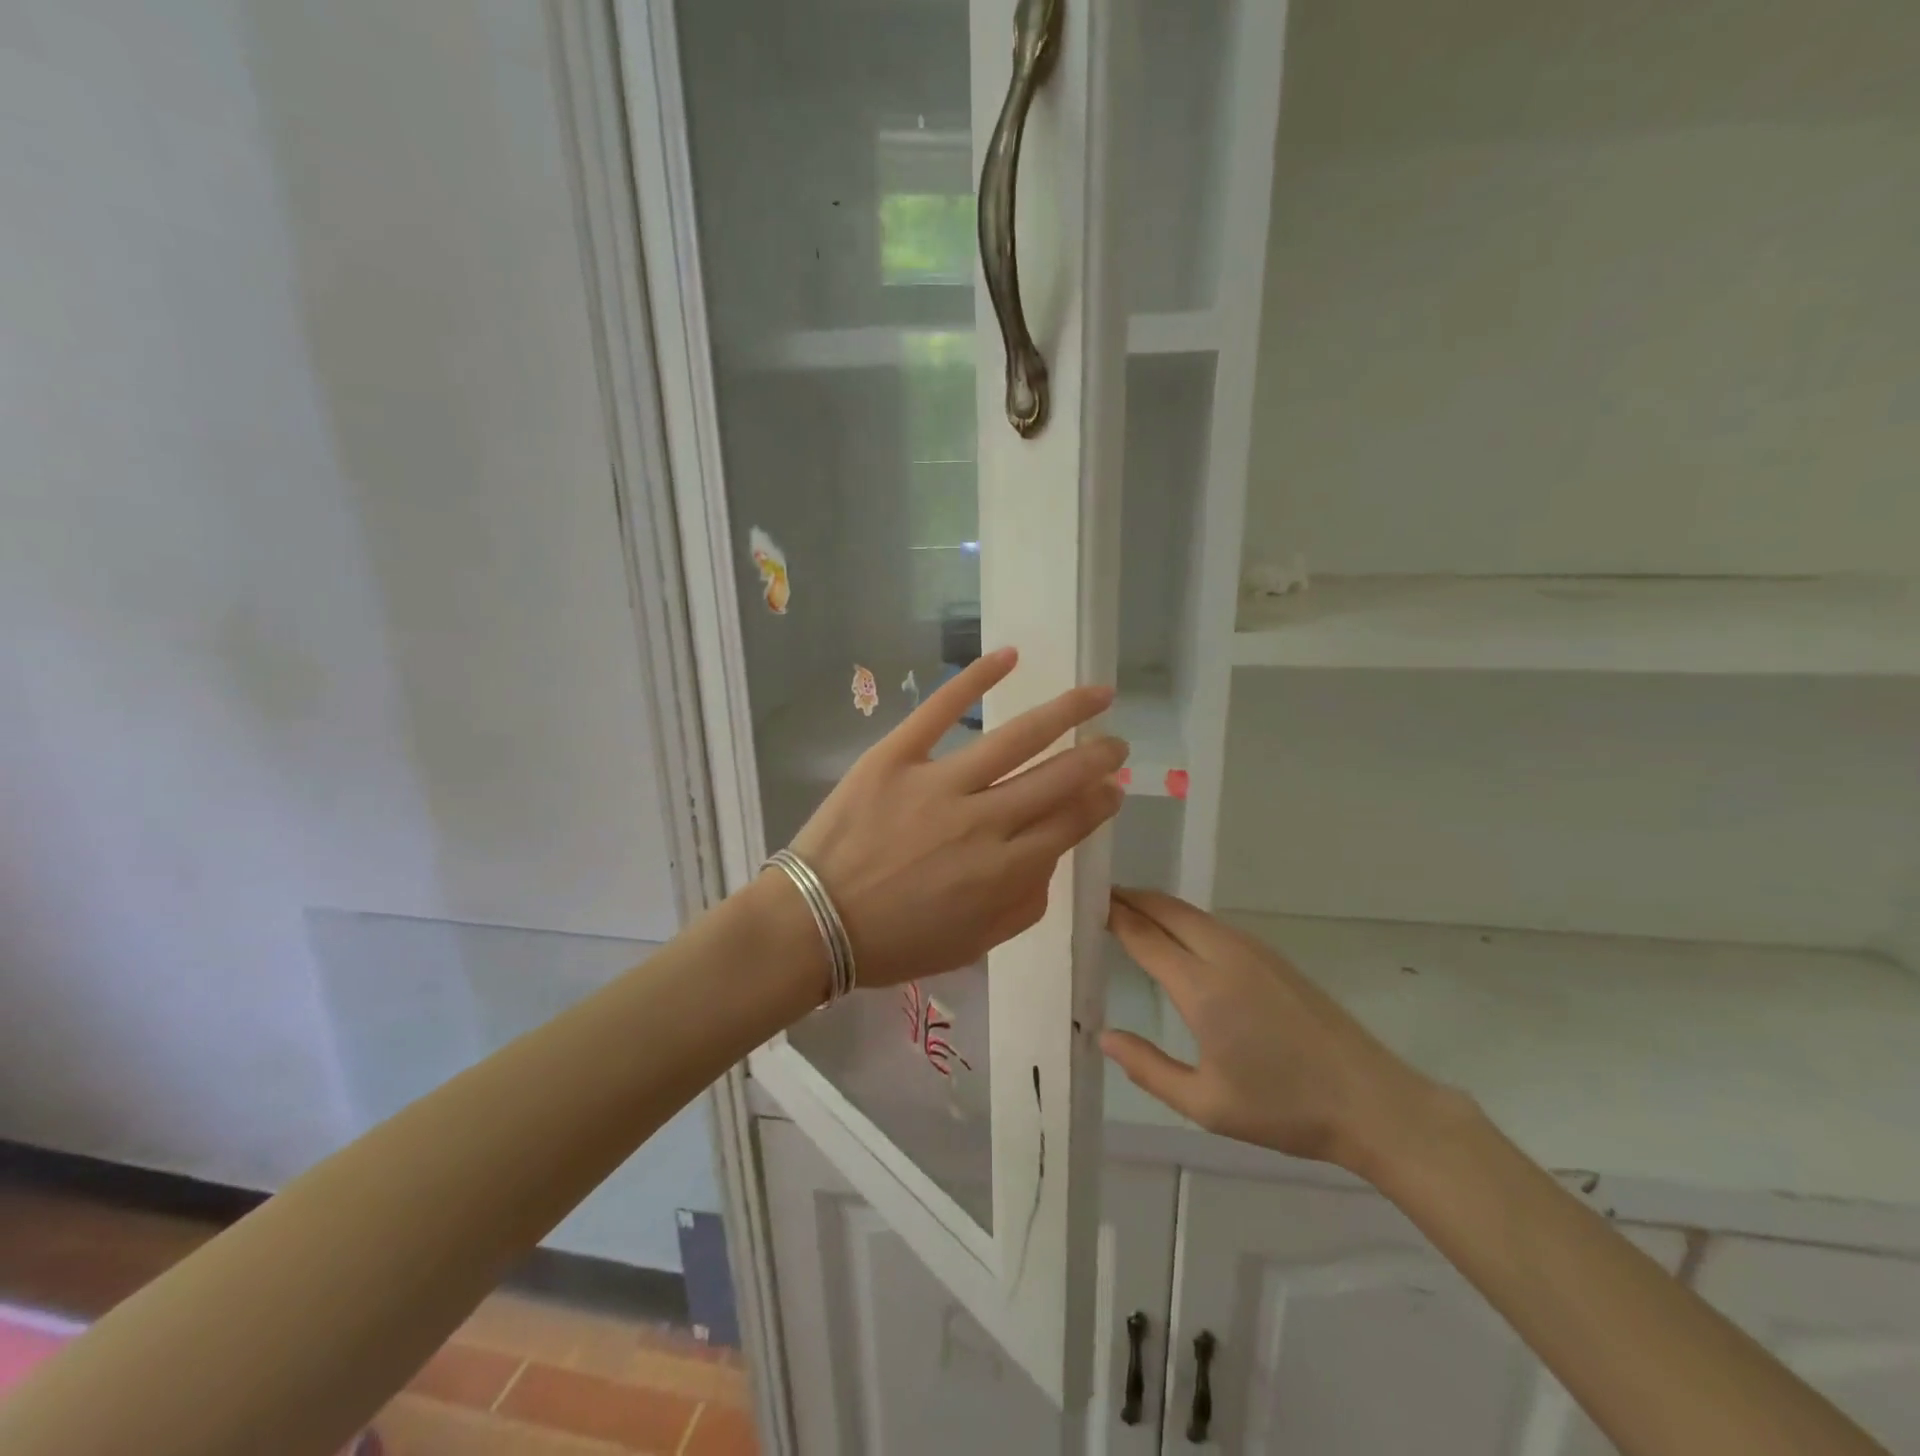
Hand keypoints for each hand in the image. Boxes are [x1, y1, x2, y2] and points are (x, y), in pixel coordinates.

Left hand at [782, 647, 1127, 990]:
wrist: (814, 923)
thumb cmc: (895, 942)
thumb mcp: (974, 943)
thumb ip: (1023, 904)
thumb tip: (1049, 858)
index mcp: (1004, 871)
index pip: (1069, 824)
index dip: (1098, 803)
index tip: (1113, 788)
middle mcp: (983, 821)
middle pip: (1057, 779)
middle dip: (1097, 758)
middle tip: (1116, 743)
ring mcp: (939, 783)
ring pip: (1017, 738)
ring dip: (1065, 712)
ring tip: (1097, 693)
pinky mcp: (896, 756)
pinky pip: (941, 709)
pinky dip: (976, 678)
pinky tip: (1009, 655)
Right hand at [1101, 889, 1444, 1174]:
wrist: (1372, 1102)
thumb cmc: (1284, 1108)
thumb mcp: (1206, 1104)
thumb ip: (1148, 1068)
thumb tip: (1104, 1036)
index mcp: (1203, 988)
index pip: (1144, 935)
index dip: (1112, 916)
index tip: (1085, 904)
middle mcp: (1224, 955)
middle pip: (1166, 909)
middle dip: (1130, 899)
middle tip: (1098, 900)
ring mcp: (1253, 950)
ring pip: (1191, 913)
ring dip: (1157, 906)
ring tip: (1128, 912)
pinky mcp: (1272, 956)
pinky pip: (1213, 924)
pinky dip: (1182, 919)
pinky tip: (1175, 937)